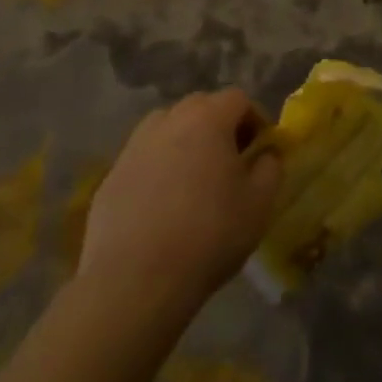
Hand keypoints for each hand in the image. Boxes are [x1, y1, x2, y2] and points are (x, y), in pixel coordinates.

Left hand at [78, 89, 282, 302]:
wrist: (134, 282)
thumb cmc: (209, 235)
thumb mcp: (260, 203)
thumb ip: (271, 167)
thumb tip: (266, 154)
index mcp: (208, 118)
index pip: (239, 99)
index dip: (255, 120)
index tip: (260, 151)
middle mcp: (168, 121)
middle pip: (200, 106)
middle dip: (219, 126)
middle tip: (229, 161)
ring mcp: (134, 147)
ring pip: (167, 128)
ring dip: (185, 142)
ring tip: (194, 179)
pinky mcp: (110, 178)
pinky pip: (143, 159)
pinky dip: (157, 169)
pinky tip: (162, 206)